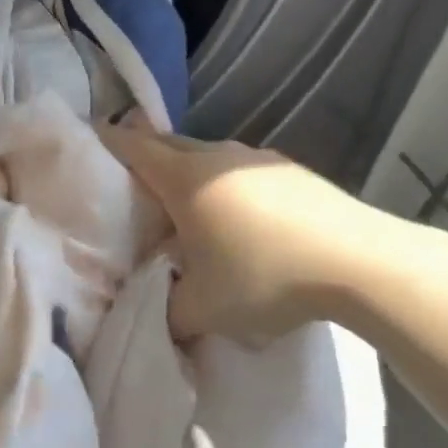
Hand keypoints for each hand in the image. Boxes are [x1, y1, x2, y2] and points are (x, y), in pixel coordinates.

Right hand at [96, 123, 406, 343]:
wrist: (359, 262)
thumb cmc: (265, 277)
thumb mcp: (203, 309)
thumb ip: (168, 309)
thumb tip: (158, 310)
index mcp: (184, 179)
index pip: (133, 146)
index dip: (107, 140)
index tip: (89, 137)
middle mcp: (216, 156)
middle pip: (168, 142)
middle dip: (145, 153)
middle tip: (131, 178)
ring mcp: (257, 159)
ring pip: (208, 155)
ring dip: (190, 170)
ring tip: (188, 205)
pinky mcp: (291, 171)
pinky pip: (242, 169)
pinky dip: (227, 184)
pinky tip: (242, 218)